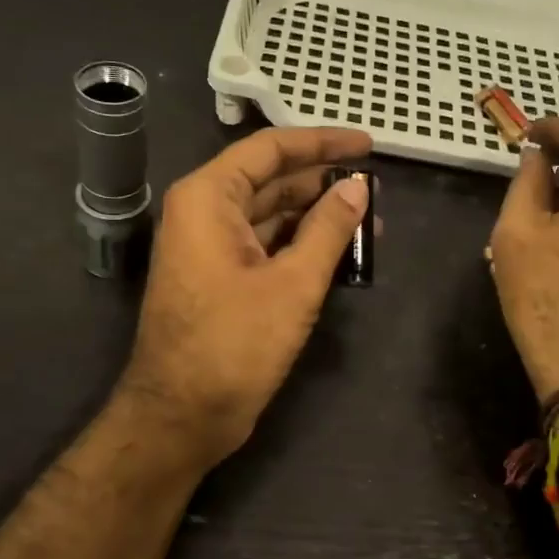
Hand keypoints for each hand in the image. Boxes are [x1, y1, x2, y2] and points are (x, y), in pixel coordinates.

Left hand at [118, 127, 372, 466]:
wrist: (182, 416)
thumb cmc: (234, 345)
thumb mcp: (292, 283)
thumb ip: (329, 229)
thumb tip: (359, 187)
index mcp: (208, 198)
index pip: (270, 150)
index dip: (322, 142)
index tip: (368, 145)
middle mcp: (204, 213)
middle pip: (270, 180)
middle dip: (323, 183)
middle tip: (375, 190)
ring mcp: (210, 248)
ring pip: (270, 215)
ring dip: (316, 217)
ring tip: (369, 222)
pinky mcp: (221, 279)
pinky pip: (265, 246)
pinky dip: (300, 245)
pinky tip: (341, 253)